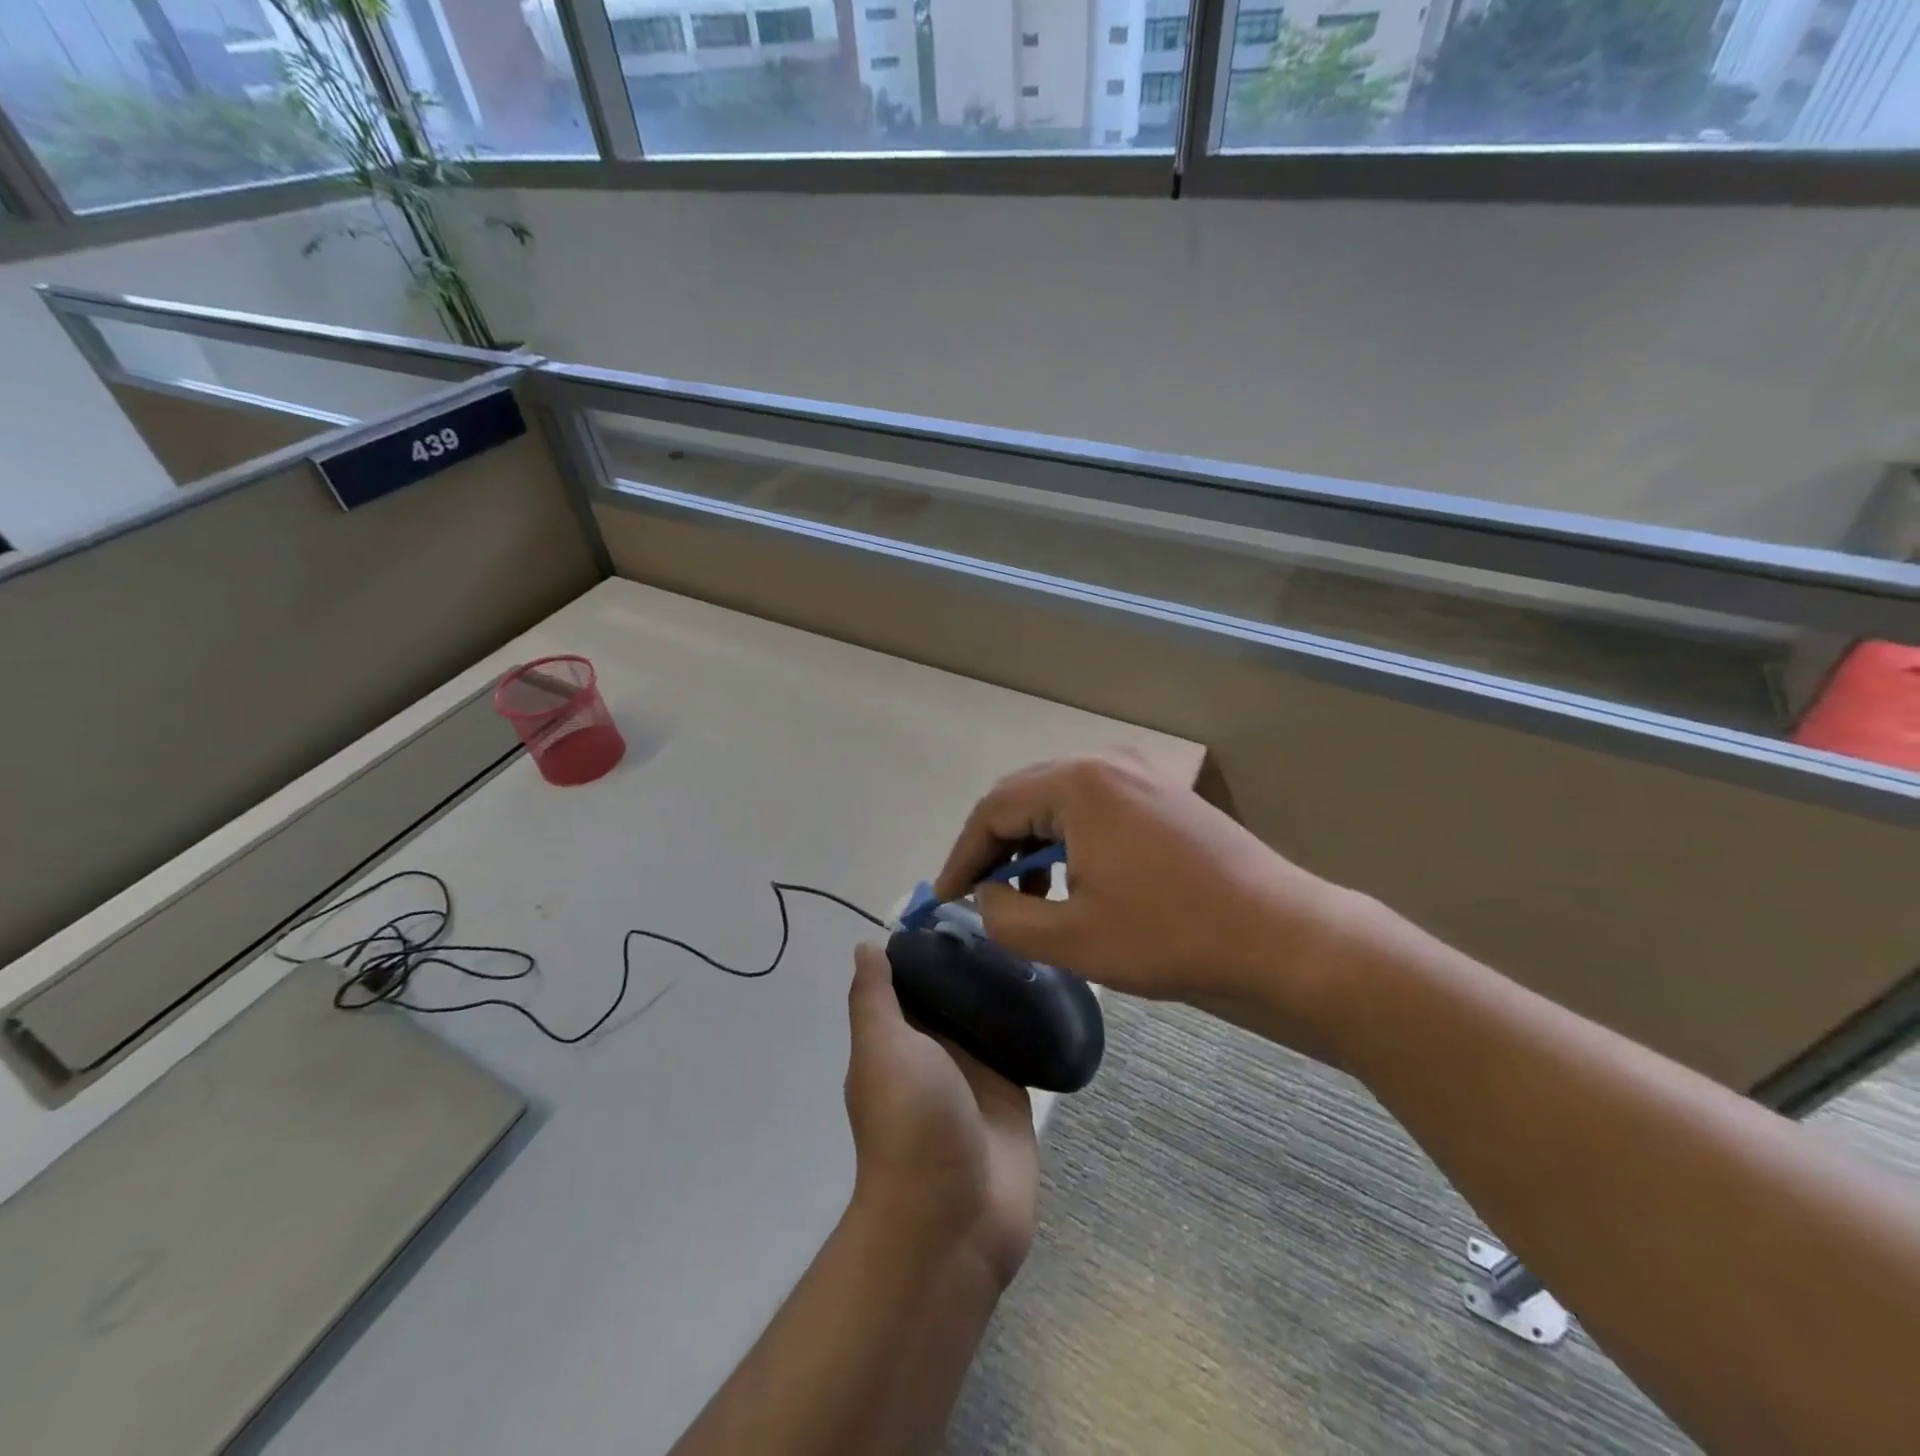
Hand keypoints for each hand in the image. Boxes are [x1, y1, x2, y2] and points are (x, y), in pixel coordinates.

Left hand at [844, 942, 1039, 1287]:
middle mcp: (935, 1048)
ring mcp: (976, 1070)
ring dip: (1006, 985)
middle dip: (974, 957)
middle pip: (954, 991)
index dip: (928, 942)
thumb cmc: (911, 1123)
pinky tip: (1056, 981)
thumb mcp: (882, 1050)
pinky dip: (1033, 1018)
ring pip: (990, 1013)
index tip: (960, 902)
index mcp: (899, 1037)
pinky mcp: (1013, 1090)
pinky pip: (1022, 1043)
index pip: (912, 977)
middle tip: (1011, 912)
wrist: (955, 1218)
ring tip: (1037, 935)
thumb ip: (874, 998)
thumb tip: (867, 945)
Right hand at [934, 752, 1367, 1051]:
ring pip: (1058, 801)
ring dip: (1031, 843)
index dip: (962, 856)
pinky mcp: (1161, 794)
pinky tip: (1073, 879)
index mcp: (1077, 784)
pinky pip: (1093, 806)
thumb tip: (986, 895)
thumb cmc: (1170, 935)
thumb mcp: (1071, 938)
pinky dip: (1068, 839)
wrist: (1280, 933)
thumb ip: (1006, 916)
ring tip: (1026, 896)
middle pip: (1023, 797)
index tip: (945, 897)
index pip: (993, 809)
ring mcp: (1139, 773)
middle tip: (976, 893)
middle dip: (993, 847)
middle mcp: (1105, 762)